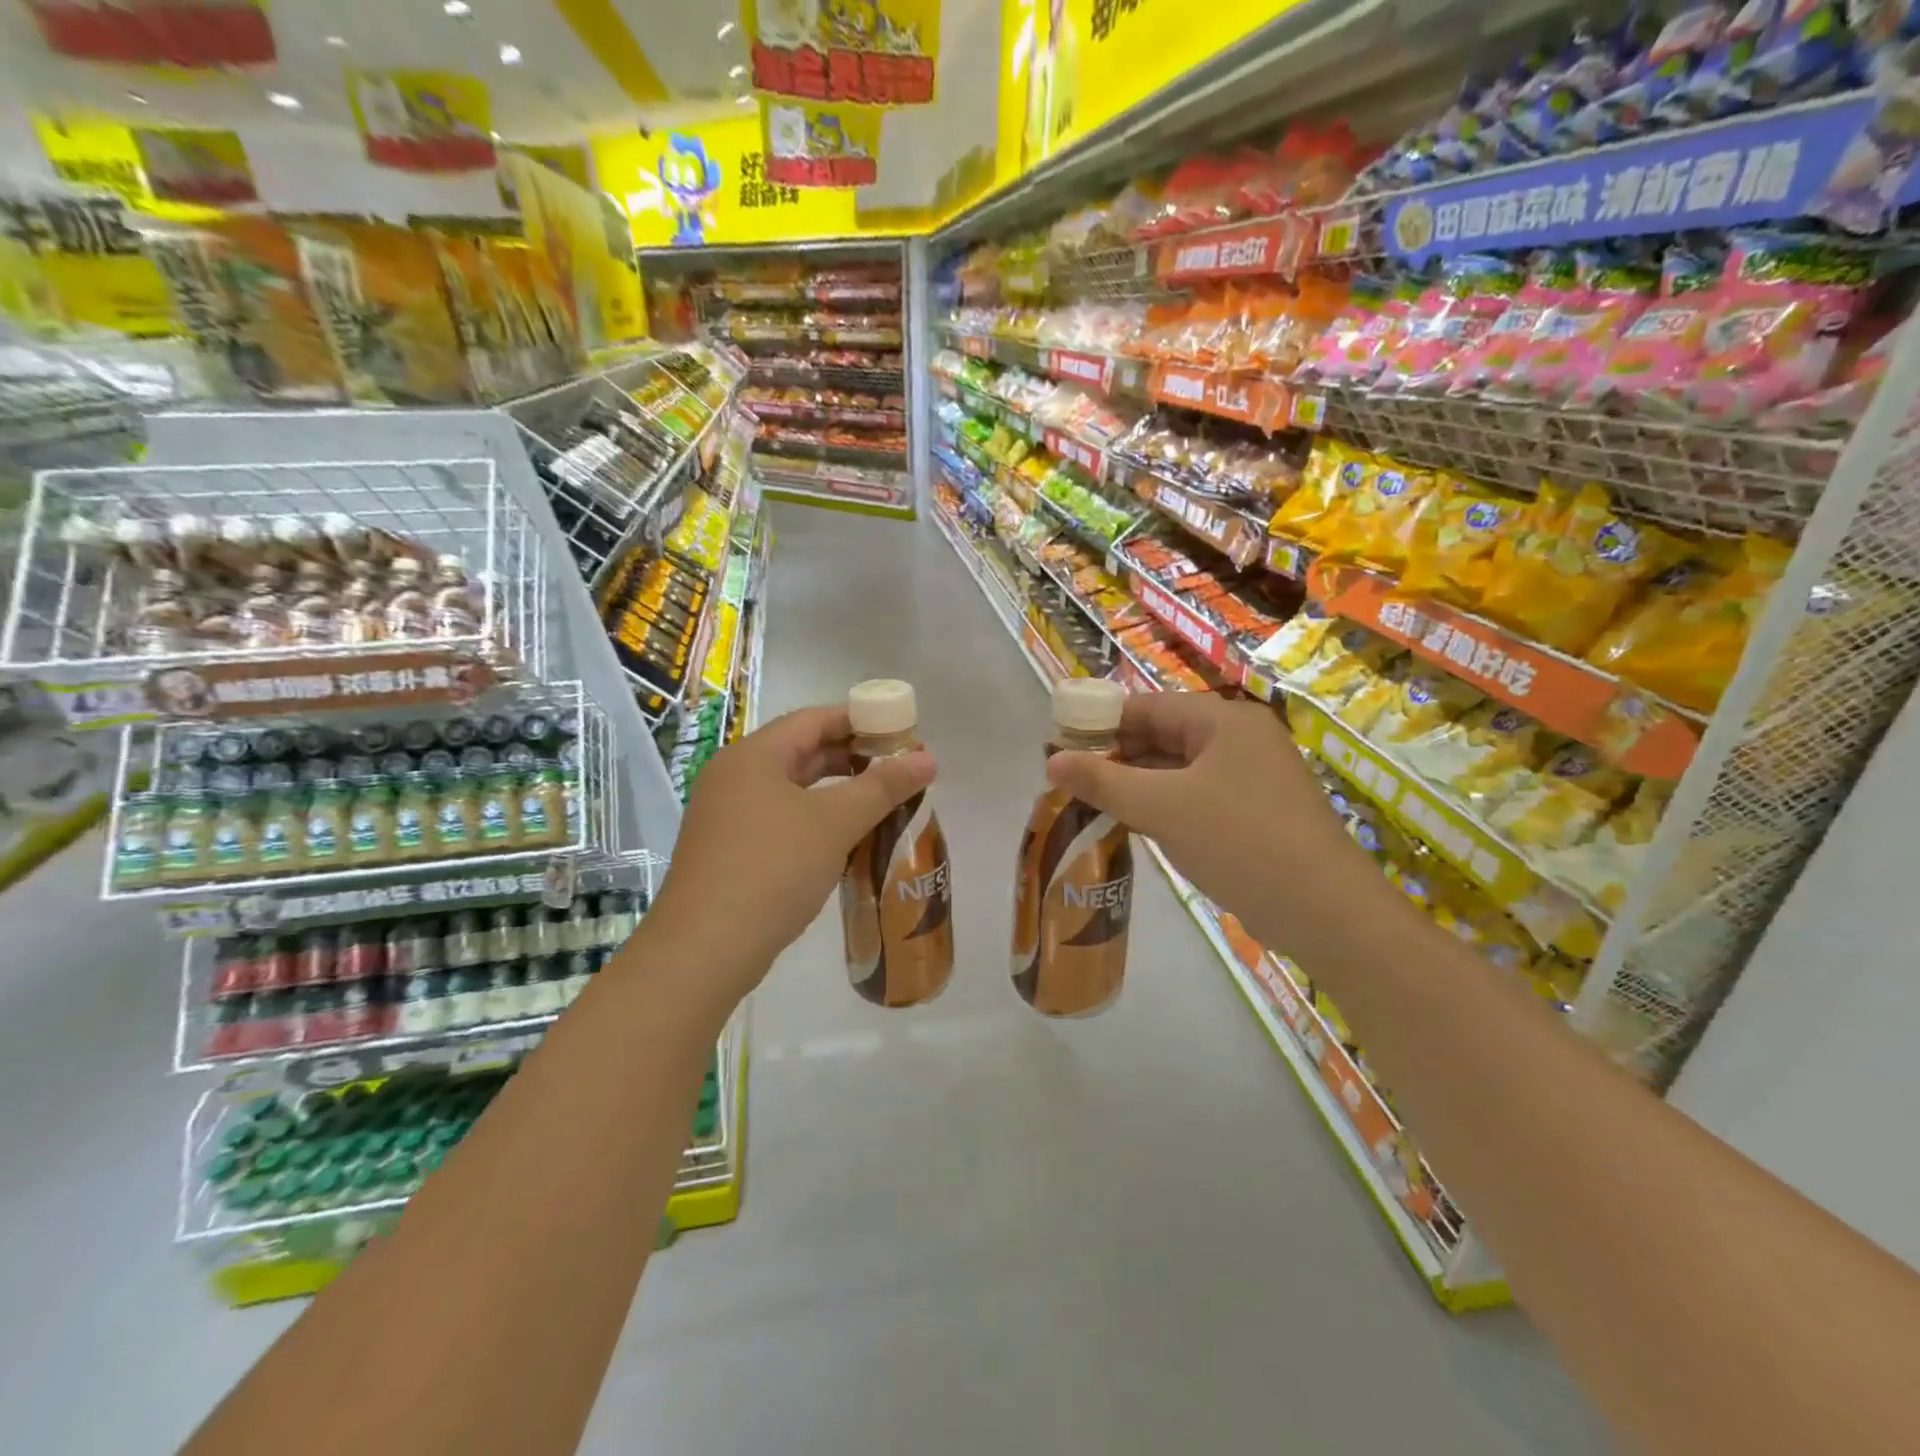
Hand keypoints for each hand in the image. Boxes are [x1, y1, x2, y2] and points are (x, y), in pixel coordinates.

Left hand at [645, 706, 935, 998]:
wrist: (705, 949)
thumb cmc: (773, 869)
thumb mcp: (835, 823)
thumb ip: (883, 787)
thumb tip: (928, 758)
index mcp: (753, 756)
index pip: (813, 720)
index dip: (859, 720)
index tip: (901, 732)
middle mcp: (734, 777)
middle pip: (802, 752)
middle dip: (852, 758)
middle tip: (898, 770)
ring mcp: (726, 816)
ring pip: (792, 789)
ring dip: (836, 793)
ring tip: (881, 803)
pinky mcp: (728, 851)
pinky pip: (780, 819)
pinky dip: (815, 820)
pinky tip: (845, 840)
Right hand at [1044, 691, 1381, 952]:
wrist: (1324, 911)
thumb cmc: (1238, 841)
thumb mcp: (1161, 807)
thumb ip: (1102, 781)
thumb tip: (1051, 761)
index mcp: (1224, 722)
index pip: (1148, 706)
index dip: (1100, 721)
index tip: (1058, 742)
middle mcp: (1240, 741)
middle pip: (1163, 736)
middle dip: (1115, 756)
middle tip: (1068, 778)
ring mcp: (1252, 779)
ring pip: (1178, 770)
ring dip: (1135, 784)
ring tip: (1088, 802)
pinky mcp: (1256, 815)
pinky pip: (1196, 797)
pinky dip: (1162, 806)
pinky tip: (1131, 824)